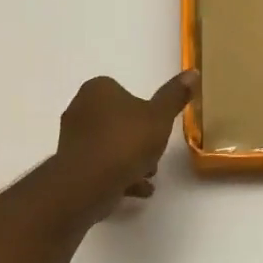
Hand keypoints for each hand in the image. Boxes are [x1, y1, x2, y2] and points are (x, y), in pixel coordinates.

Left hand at [55, 70, 198, 217]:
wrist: (88, 183)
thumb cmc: (126, 142)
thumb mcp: (160, 117)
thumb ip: (175, 96)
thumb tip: (193, 72)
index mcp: (98, 89)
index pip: (124, 93)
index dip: (144, 112)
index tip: (158, 130)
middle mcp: (79, 108)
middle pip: (117, 122)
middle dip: (138, 140)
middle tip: (154, 156)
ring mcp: (72, 138)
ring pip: (109, 146)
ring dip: (130, 161)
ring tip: (148, 177)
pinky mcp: (70, 165)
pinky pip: (100, 166)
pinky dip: (118, 176)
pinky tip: (137, 190)